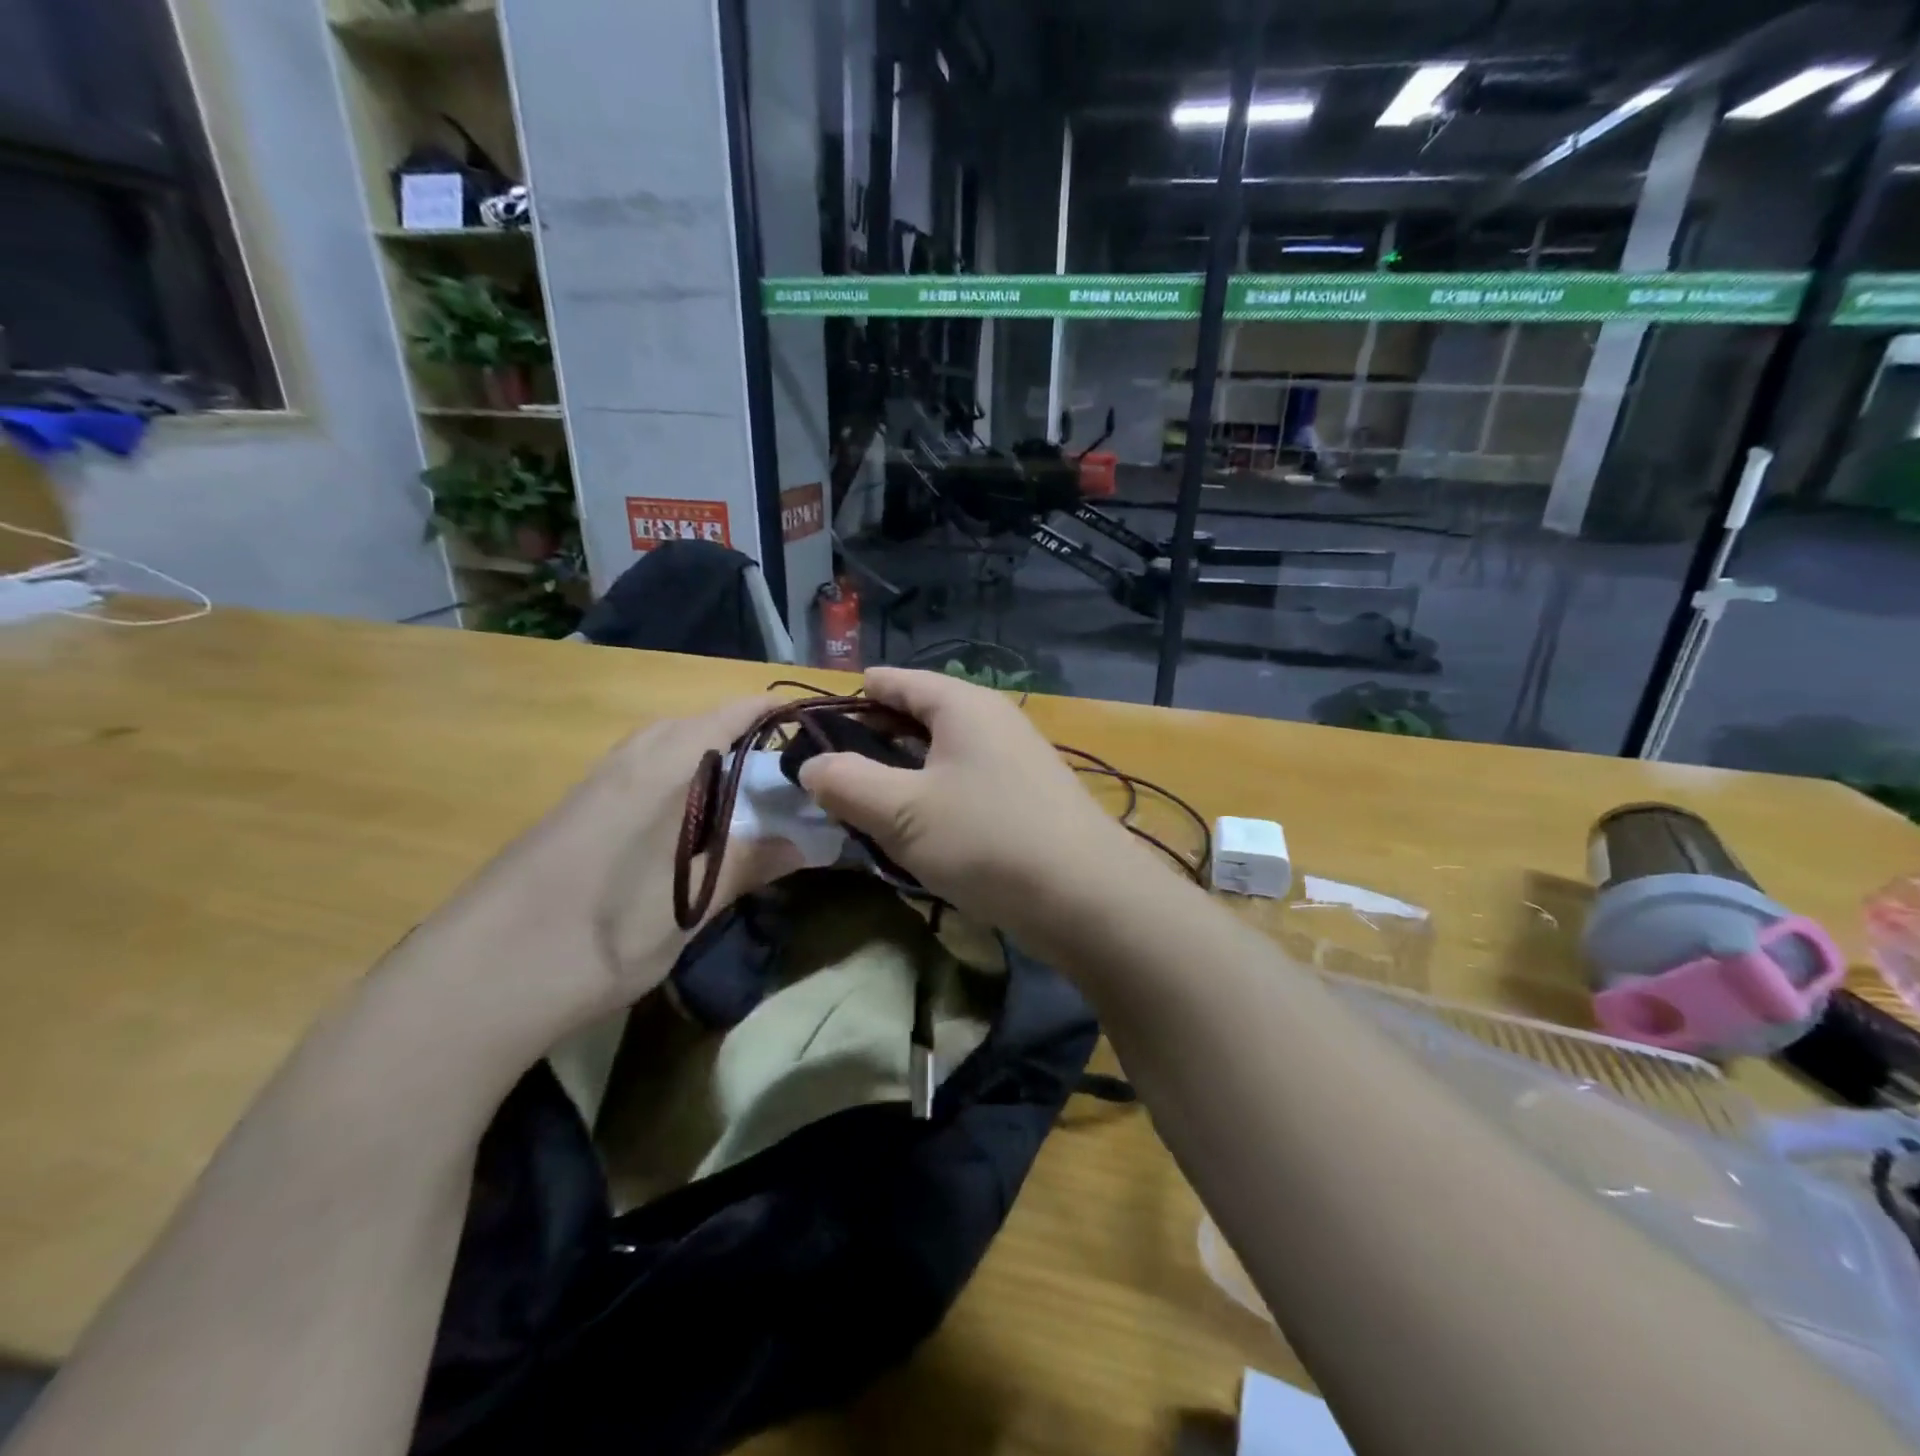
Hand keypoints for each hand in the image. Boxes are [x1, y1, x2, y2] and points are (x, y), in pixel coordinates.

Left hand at [423, 696, 805, 1032]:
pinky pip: (637, 773)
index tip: (812, 720)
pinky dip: (674, 780)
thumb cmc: (595, 937)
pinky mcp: (572, 814)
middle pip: (693, 725)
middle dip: (740, 733)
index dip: (771, 711)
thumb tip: (805, 842)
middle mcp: (625, 763)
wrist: (472, 982)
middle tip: (781, 769)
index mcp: (659, 770)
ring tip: (740, 795)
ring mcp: (592, 787)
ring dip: (704, 757)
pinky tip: (682, 825)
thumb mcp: (686, 907)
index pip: (727, 716)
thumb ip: (746, 864)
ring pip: (660, 749)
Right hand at [798, 668, 1145, 946]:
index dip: (853, 696)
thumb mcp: (902, 812)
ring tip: (864, 801)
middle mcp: (992, 720)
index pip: (896, 681)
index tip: (814, 719)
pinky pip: (965, 782)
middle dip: (873, 739)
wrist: (1086, 898)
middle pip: (919, 715)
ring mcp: (1015, 759)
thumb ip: (847, 783)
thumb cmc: (986, 840)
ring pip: (942, 753)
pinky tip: (916, 828)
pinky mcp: (1027, 797)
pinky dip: (933, 795)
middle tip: (830, 770)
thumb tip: (811, 765)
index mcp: (962, 705)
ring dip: (902, 772)